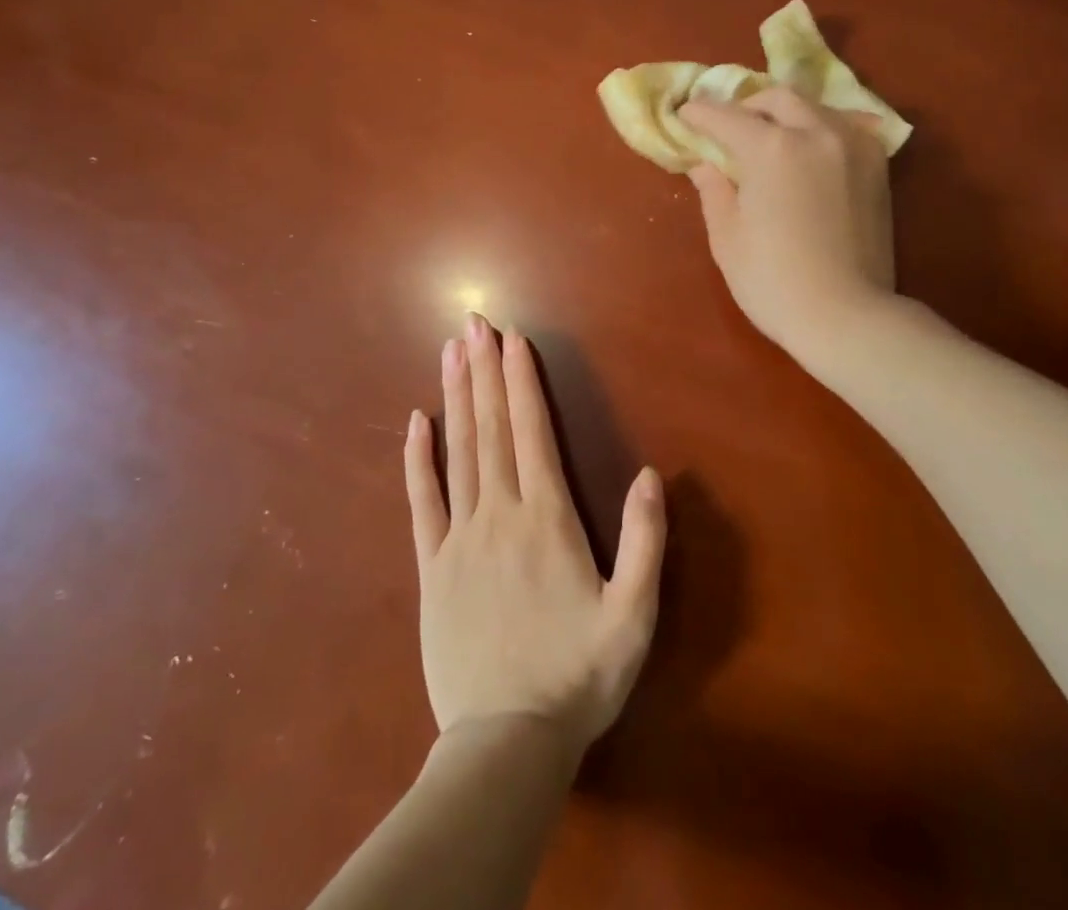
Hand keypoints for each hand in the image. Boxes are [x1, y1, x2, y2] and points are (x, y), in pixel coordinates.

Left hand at [404, 312, 665, 758]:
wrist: (506, 744)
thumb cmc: (578, 676)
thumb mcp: (634, 615)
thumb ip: (646, 542)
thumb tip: (652, 475)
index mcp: (547, 519)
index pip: (532, 432)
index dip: (521, 381)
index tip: (513, 338)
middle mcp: (500, 514)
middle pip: (490, 428)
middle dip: (484, 370)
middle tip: (474, 323)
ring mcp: (459, 538)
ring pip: (457, 451)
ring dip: (455, 397)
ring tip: (450, 351)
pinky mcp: (431, 567)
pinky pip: (421, 502)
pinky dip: (418, 458)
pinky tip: (415, 422)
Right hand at [680, 86, 895, 359]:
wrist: (846, 316)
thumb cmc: (773, 281)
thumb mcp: (727, 237)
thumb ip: (714, 190)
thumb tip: (705, 164)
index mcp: (772, 148)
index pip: (726, 117)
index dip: (699, 114)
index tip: (684, 116)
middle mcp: (816, 132)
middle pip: (775, 99)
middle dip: (746, 107)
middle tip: (729, 130)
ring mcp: (853, 145)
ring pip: (814, 107)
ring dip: (785, 114)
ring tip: (771, 137)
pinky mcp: (876, 165)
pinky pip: (846, 126)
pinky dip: (821, 128)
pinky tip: (812, 147)